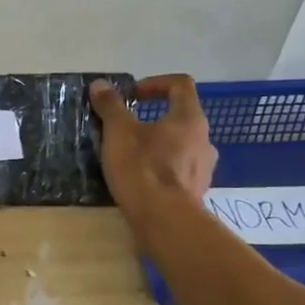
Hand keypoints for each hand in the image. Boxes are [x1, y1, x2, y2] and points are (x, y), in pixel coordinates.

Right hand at [89, 75, 217, 222]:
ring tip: (131, 156)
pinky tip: (141, 180)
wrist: (165, 221)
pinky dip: (162, 168)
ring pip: (180, 145)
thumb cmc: (142, 168)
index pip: (180, 85)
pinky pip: (179, 170)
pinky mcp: (197, 191)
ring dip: (158, 144)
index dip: (155, 83)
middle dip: (153, 117)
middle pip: (181, 116)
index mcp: (189, 118)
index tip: (132, 95)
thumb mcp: (118, 132)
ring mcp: (204, 168)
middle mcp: (204, 139)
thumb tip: (100, 85)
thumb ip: (110, 106)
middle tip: (127, 128)